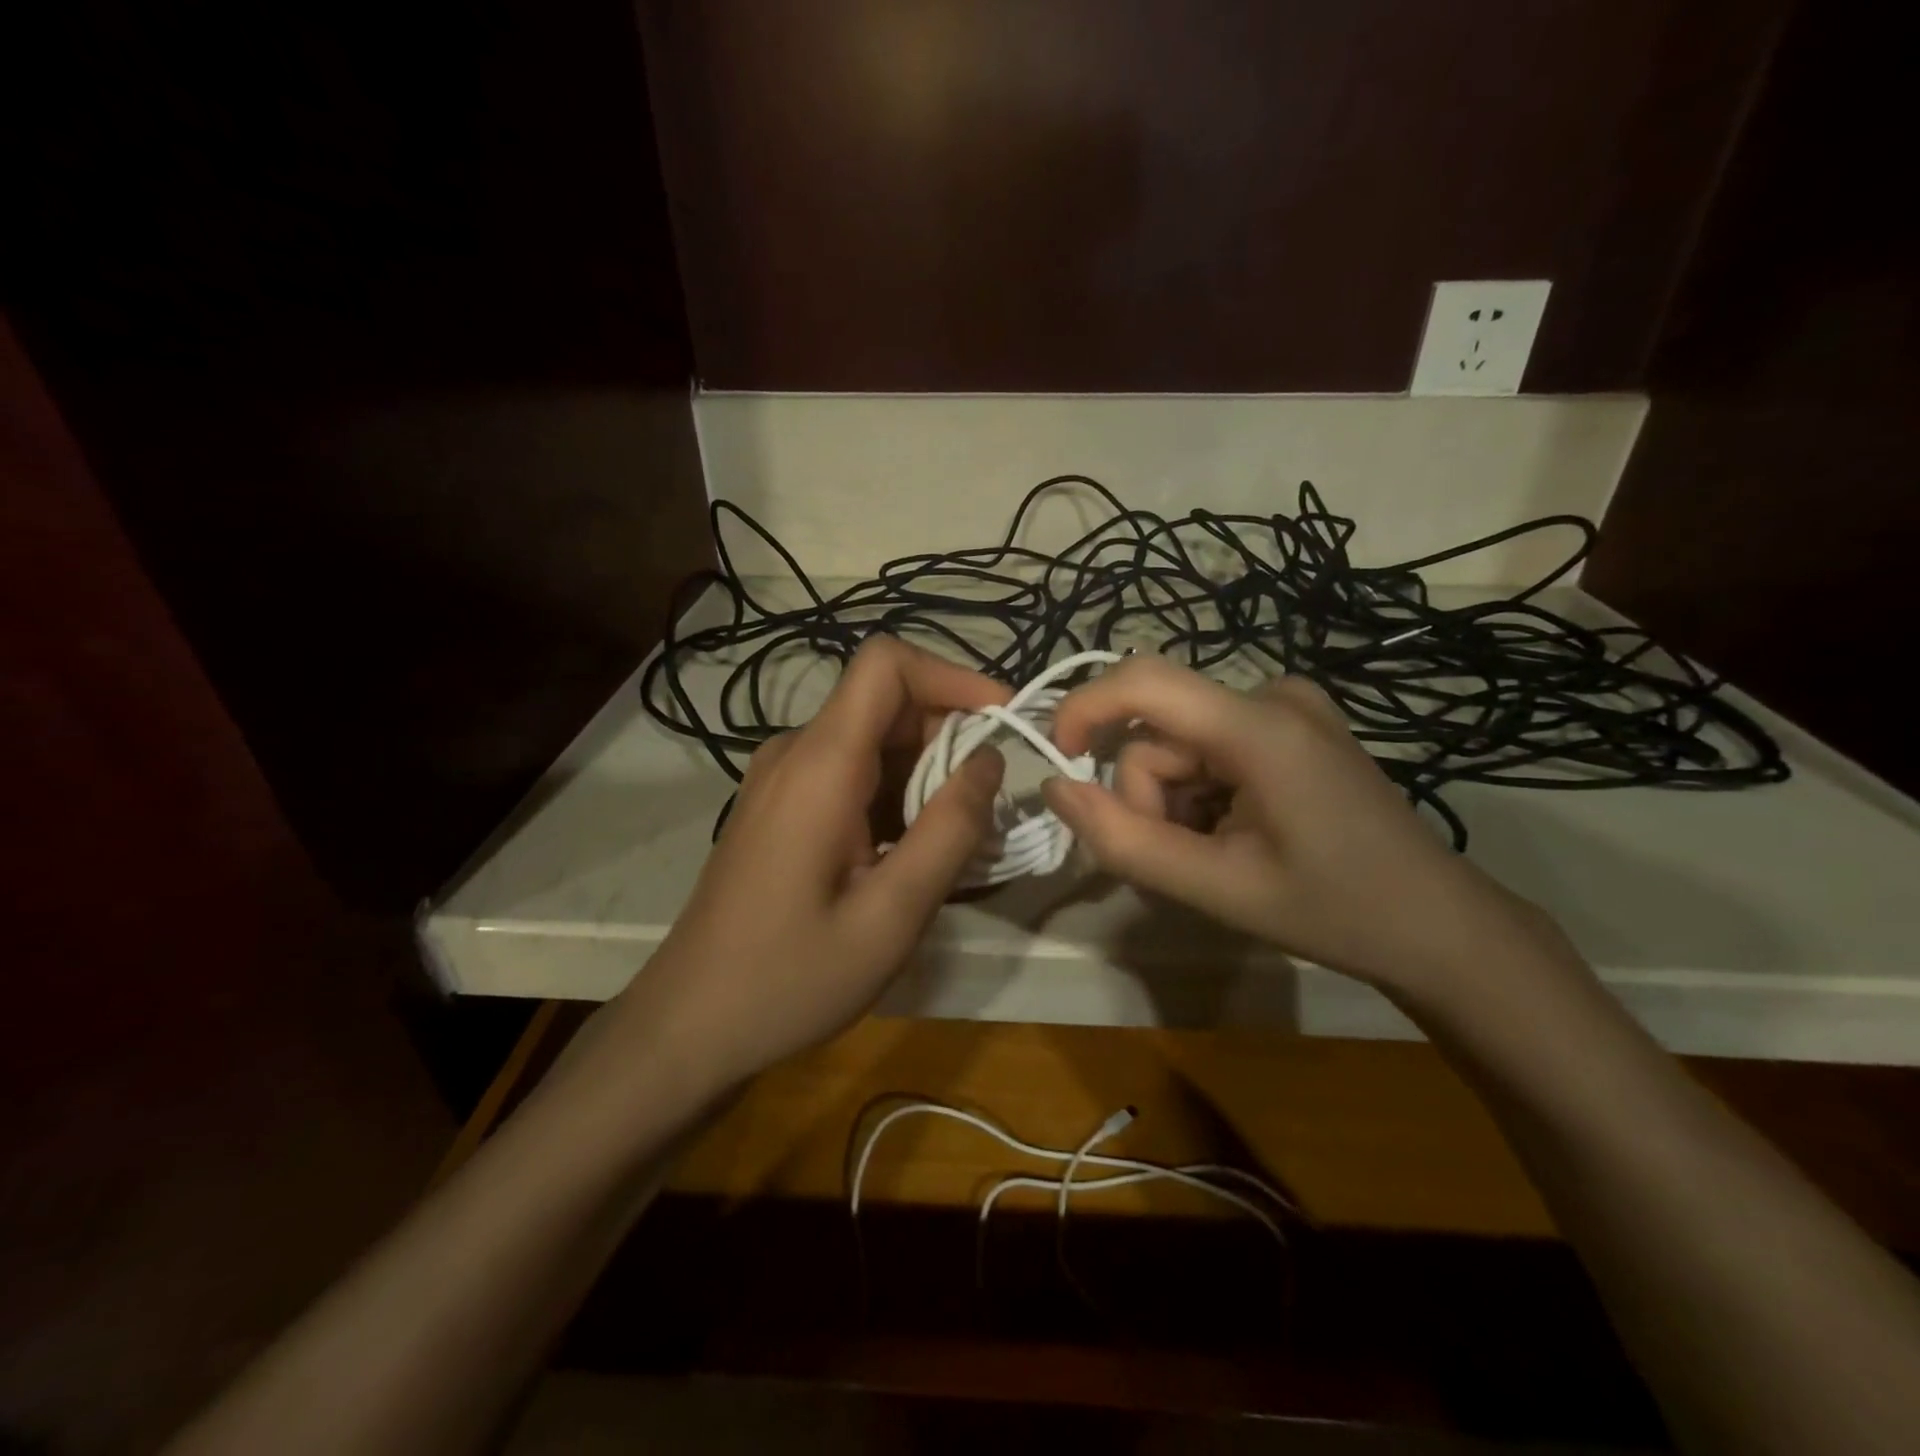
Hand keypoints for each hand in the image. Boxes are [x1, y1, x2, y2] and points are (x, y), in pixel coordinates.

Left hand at [615, 636, 1008, 1092]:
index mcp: (820, 764)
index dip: (951, 675)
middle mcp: (795, 753)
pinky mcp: (778, 806)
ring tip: (956, 841)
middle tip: (987, 808)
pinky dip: (893, 795)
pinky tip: (909, 854)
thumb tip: (988, 759)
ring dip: (924, 774)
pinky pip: (848, 773)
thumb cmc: (791, 976)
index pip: (886, 663)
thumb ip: (950, 830)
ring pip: (871, 741)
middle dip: (948, 738)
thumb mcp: (892, 915)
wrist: (689, 1023)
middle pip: (885, 703)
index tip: (1001, 719)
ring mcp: (780, 779)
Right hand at [1041, 656, 1563, 997]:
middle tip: (1185, 861)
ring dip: (1174, 800)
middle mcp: (1272, 696)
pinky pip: (1209, 746)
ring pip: (1179, 744)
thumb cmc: (1333, 910)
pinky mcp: (1291, 726)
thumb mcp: (1215, 887)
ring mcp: (1287, 708)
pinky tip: (1236, 832)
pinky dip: (1200, 791)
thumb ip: (1124, 839)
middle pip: (1160, 732)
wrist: (1437, 926)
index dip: (1084, 709)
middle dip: (1150, 796)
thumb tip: (1053, 787)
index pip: (1144, 681)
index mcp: (1261, 727)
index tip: (1061, 763)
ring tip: (1216, 854)